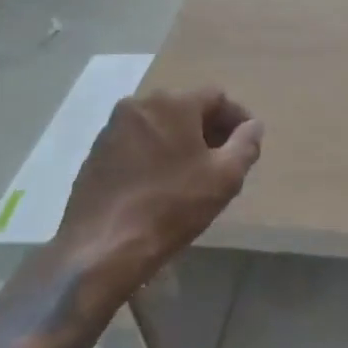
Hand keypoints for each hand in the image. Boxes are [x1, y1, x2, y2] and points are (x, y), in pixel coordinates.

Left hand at [52, 88, 263, 301]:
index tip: (246, 145)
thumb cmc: (171, 206)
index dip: (237, 119)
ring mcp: (112, 129)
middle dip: (208, 130)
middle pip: (186, 108)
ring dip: (180, 142)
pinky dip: (154, 154)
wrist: (102, 249)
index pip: (217, 98)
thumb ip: (246, 143)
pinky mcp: (95, 154)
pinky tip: (161, 184)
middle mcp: (139, 105)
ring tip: (192, 174)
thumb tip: (252, 126)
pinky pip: (137, 143)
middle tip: (223, 160)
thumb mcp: (225, 177)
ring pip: (160, 125)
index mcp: (173, 102)